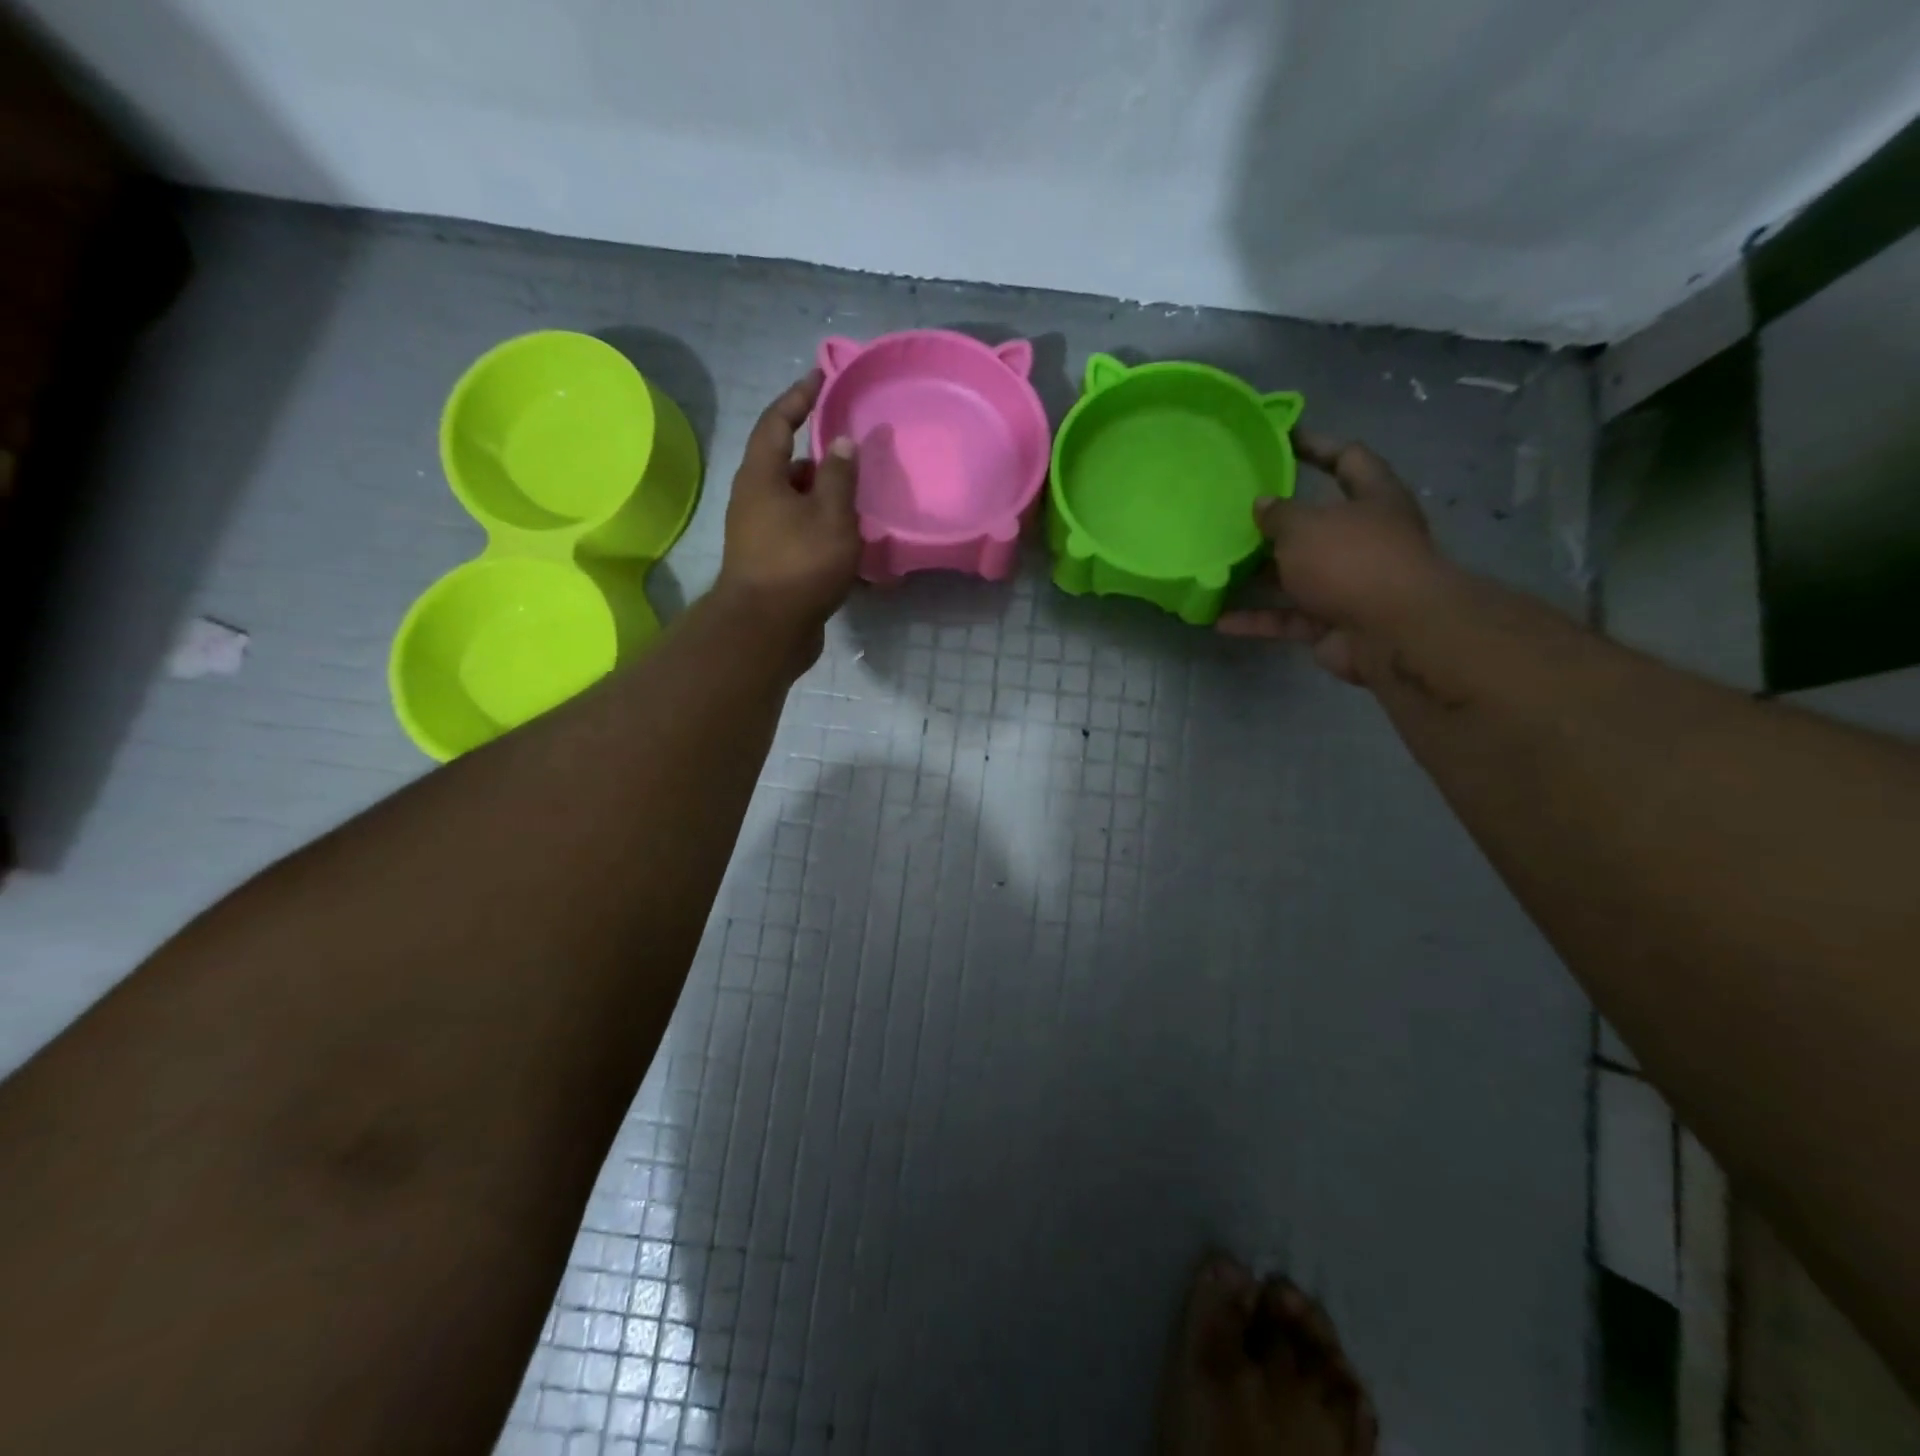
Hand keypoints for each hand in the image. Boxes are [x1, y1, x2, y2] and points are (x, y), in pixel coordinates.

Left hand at [713, 370, 861, 642]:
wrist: (766, 630)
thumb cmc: (799, 564)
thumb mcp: (830, 516)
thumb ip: (840, 476)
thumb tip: (841, 441)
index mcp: (761, 476)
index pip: (777, 422)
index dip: (799, 397)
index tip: (821, 378)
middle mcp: (754, 499)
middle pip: (786, 464)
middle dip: (818, 454)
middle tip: (851, 446)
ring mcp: (759, 533)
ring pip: (796, 501)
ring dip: (824, 495)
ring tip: (859, 495)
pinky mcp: (771, 562)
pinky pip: (800, 531)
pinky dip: (822, 527)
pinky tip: (850, 538)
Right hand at [1216, 429, 1445, 685]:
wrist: (1392, 632)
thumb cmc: (1352, 560)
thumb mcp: (1306, 526)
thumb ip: (1279, 514)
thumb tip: (1262, 504)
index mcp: (1372, 499)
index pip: (1348, 459)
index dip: (1316, 446)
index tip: (1280, 440)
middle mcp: (1363, 539)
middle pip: (1316, 523)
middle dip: (1276, 521)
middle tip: (1233, 512)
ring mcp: (1348, 584)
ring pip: (1296, 574)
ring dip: (1260, 575)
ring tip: (1218, 566)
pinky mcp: (1330, 622)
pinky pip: (1287, 618)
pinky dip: (1257, 619)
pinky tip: (1219, 620)